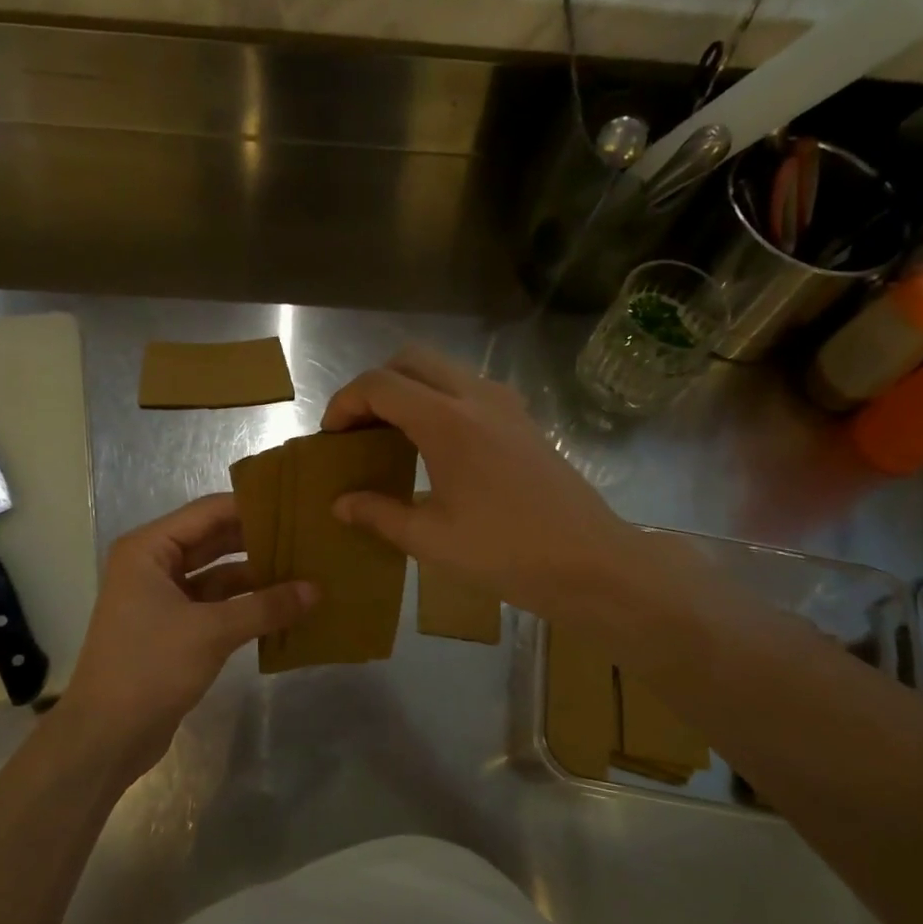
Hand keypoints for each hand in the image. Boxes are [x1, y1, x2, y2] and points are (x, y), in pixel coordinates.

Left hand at [57, 495, 314, 780]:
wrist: (106, 736)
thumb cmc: (150, 667)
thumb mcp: (212, 632)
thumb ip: (266, 606)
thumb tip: (316, 590)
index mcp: (149, 549)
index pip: (208, 512)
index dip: (252, 507)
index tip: (296, 505)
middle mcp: (153, 565)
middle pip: (214, 540)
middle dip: (258, 540)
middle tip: (307, 536)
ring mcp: (162, 598)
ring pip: (217, 575)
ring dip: (256, 575)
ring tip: (304, 569)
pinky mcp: (174, 628)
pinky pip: (216, 604)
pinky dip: (245, 604)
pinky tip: (283, 607)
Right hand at [322, 346, 642, 625]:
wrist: (591, 563)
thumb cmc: (506, 553)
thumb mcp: (431, 540)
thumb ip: (379, 514)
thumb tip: (341, 504)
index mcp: (447, 421)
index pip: (380, 384)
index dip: (344, 402)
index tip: (331, 436)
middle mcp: (476, 397)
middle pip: (410, 360)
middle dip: (374, 385)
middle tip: (358, 429)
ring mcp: (506, 404)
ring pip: (442, 370)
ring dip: (408, 389)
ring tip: (390, 436)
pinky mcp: (524, 420)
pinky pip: (468, 389)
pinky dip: (438, 400)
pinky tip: (434, 448)